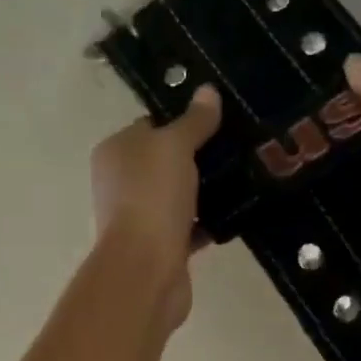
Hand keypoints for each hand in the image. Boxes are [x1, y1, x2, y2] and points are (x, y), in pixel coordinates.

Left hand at [89, 86, 222, 326]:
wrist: (146, 269)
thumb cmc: (151, 197)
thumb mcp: (174, 146)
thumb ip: (193, 121)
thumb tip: (208, 91)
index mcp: (115, 152)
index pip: (150, 126)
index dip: (182, 121)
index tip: (219, 120)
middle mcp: (121, 183)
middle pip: (165, 162)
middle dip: (199, 157)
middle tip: (238, 147)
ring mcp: (140, 218)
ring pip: (179, 196)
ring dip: (206, 191)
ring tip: (245, 176)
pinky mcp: (161, 247)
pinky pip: (189, 227)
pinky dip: (208, 223)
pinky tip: (238, 213)